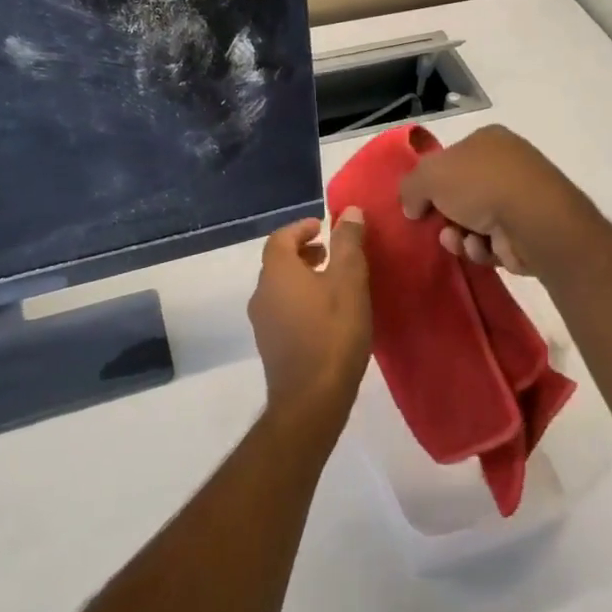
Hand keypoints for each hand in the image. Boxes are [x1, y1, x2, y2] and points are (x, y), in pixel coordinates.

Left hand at [248, 214, 371, 422]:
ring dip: (303, 276)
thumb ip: (348, 243)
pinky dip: (300, 299)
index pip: (280, 238)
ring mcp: (262, 322)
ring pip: (280, 287)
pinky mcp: (271, 345)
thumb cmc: (333, 332)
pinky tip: (326, 313)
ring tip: (333, 282)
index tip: (323, 228)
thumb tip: (348, 211)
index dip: (301, 228)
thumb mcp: (349, 281)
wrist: (312, 399)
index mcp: (277, 272)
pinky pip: (283, 309)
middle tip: (331, 252)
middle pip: (278, 262)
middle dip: (303, 252)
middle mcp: (262, 293)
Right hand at [398, 125, 597, 277]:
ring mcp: (521, 199)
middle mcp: (507, 165)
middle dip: (445, 215)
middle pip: (461, 194)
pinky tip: (481, 248)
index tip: (419, 203)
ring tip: (457, 240)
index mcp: (488, 140)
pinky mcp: (527, 232)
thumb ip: (410, 187)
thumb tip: (412, 207)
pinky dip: (481, 248)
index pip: (451, 158)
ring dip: (459, 235)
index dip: (432, 182)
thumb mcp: (428, 176)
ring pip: (474, 222)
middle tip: (435, 226)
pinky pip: (492, 243)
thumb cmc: (479, 184)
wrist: (532, 219)